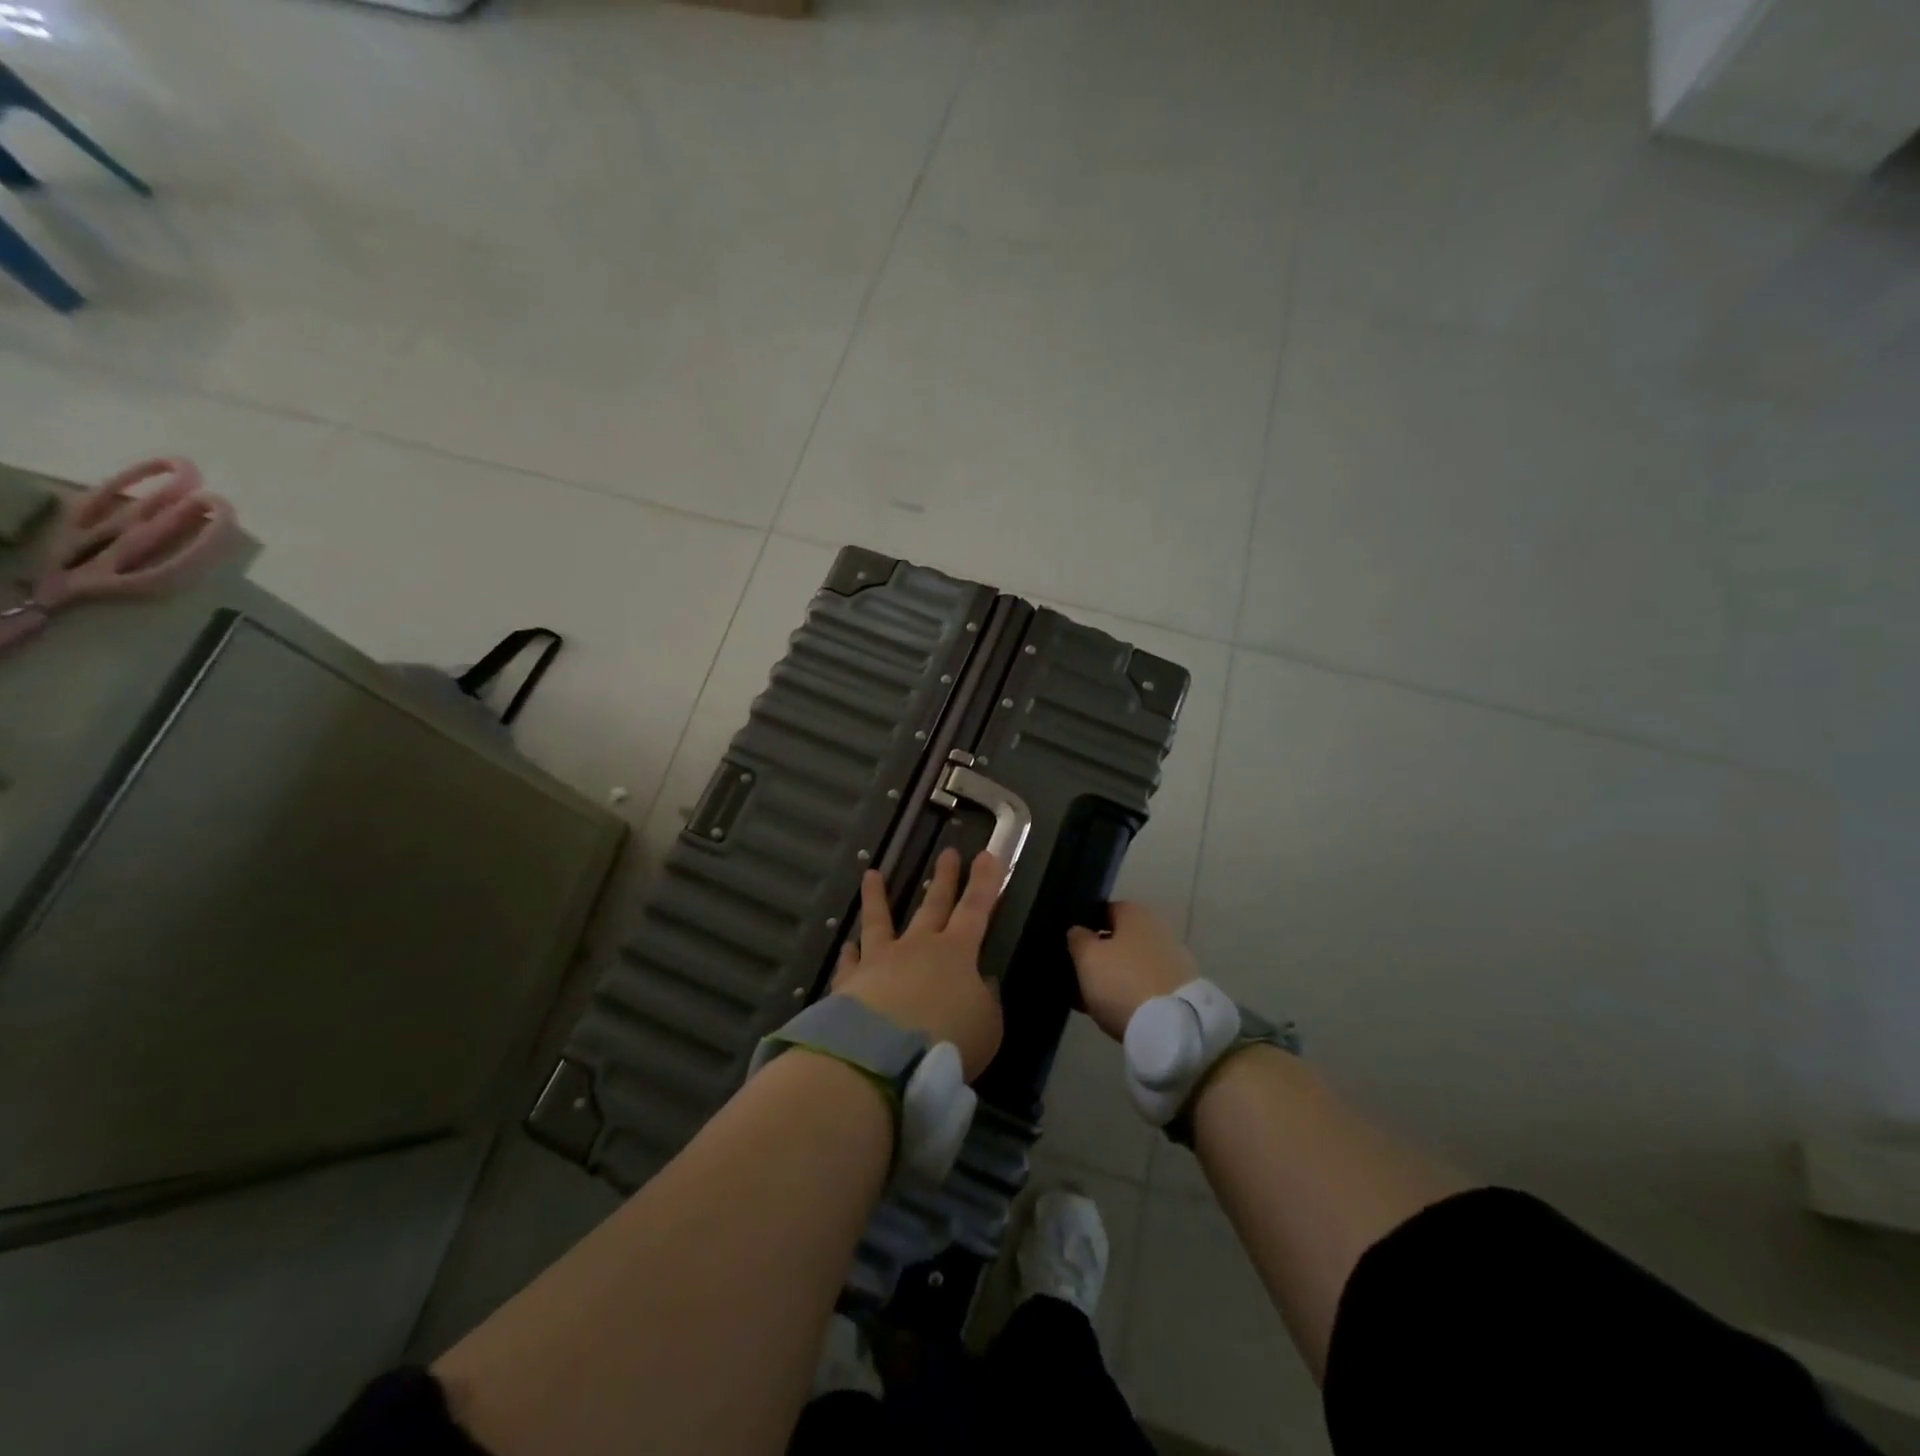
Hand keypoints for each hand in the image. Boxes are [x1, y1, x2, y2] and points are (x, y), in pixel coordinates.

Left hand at [832, 847, 1004, 1079]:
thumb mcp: (987, 1027)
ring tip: (872, 874)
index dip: (984, 881)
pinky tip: (846, 945)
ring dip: (877, 897)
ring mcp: (880, 961)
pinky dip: (849, 953)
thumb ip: (985, 1002)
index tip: (986, 853)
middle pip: (933, 905)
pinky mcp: (850, 983)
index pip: (976, 908)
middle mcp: (918, 947)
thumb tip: (980, 985)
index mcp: (957, 953)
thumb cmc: (946, 1040)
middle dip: (944, 878)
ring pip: (879, 920)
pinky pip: (850, 962)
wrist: (881, 1058)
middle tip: (947, 852)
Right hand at [1066, 902, 1198, 1041]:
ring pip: (1131, 965)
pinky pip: (1145, 986)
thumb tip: (1079, 931)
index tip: (1069, 946)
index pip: (1103, 911)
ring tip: (1089, 1000)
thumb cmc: (1123, 982)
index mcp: (1135, 913)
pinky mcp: (1180, 989)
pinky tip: (1112, 1012)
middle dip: (1098, 956)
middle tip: (1076, 976)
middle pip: (1118, 940)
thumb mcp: (1088, 958)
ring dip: (1112, 978)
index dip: (1084, 927)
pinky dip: (1129, 994)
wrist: (1172, 1028)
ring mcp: (1172, 960)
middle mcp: (1157, 929)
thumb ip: (1078, 939)